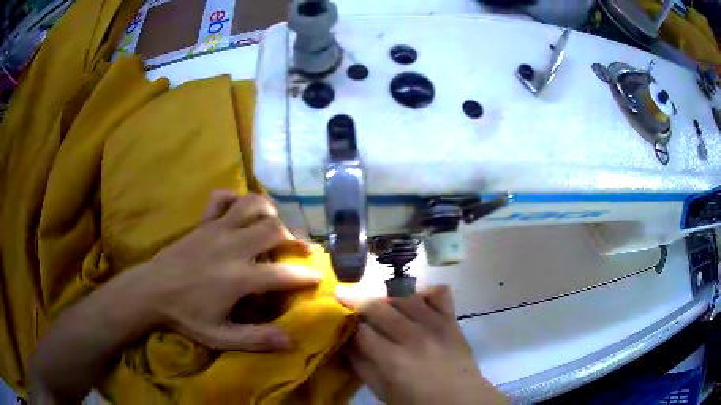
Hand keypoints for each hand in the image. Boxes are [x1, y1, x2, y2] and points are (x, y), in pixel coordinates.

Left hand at [137, 191, 319, 350]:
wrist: (150, 292)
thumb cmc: (185, 316)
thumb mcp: (220, 337)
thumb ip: (255, 339)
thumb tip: (291, 341)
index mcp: (238, 277)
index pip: (282, 274)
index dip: (305, 276)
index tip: (318, 277)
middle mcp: (232, 247)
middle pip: (273, 230)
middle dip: (293, 238)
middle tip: (300, 249)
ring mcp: (216, 230)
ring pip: (252, 205)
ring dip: (269, 212)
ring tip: (275, 225)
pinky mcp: (202, 223)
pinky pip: (221, 199)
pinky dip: (234, 199)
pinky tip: (239, 211)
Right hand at [341, 286, 505, 404]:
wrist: (462, 400)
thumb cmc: (419, 402)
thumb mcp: (383, 392)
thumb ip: (363, 367)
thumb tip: (347, 344)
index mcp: (394, 360)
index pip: (362, 331)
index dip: (348, 325)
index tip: (341, 323)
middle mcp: (414, 336)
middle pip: (379, 307)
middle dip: (357, 300)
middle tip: (345, 296)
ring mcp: (436, 324)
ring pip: (404, 295)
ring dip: (385, 294)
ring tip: (377, 300)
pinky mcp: (452, 320)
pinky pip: (438, 293)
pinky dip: (424, 291)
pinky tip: (414, 299)